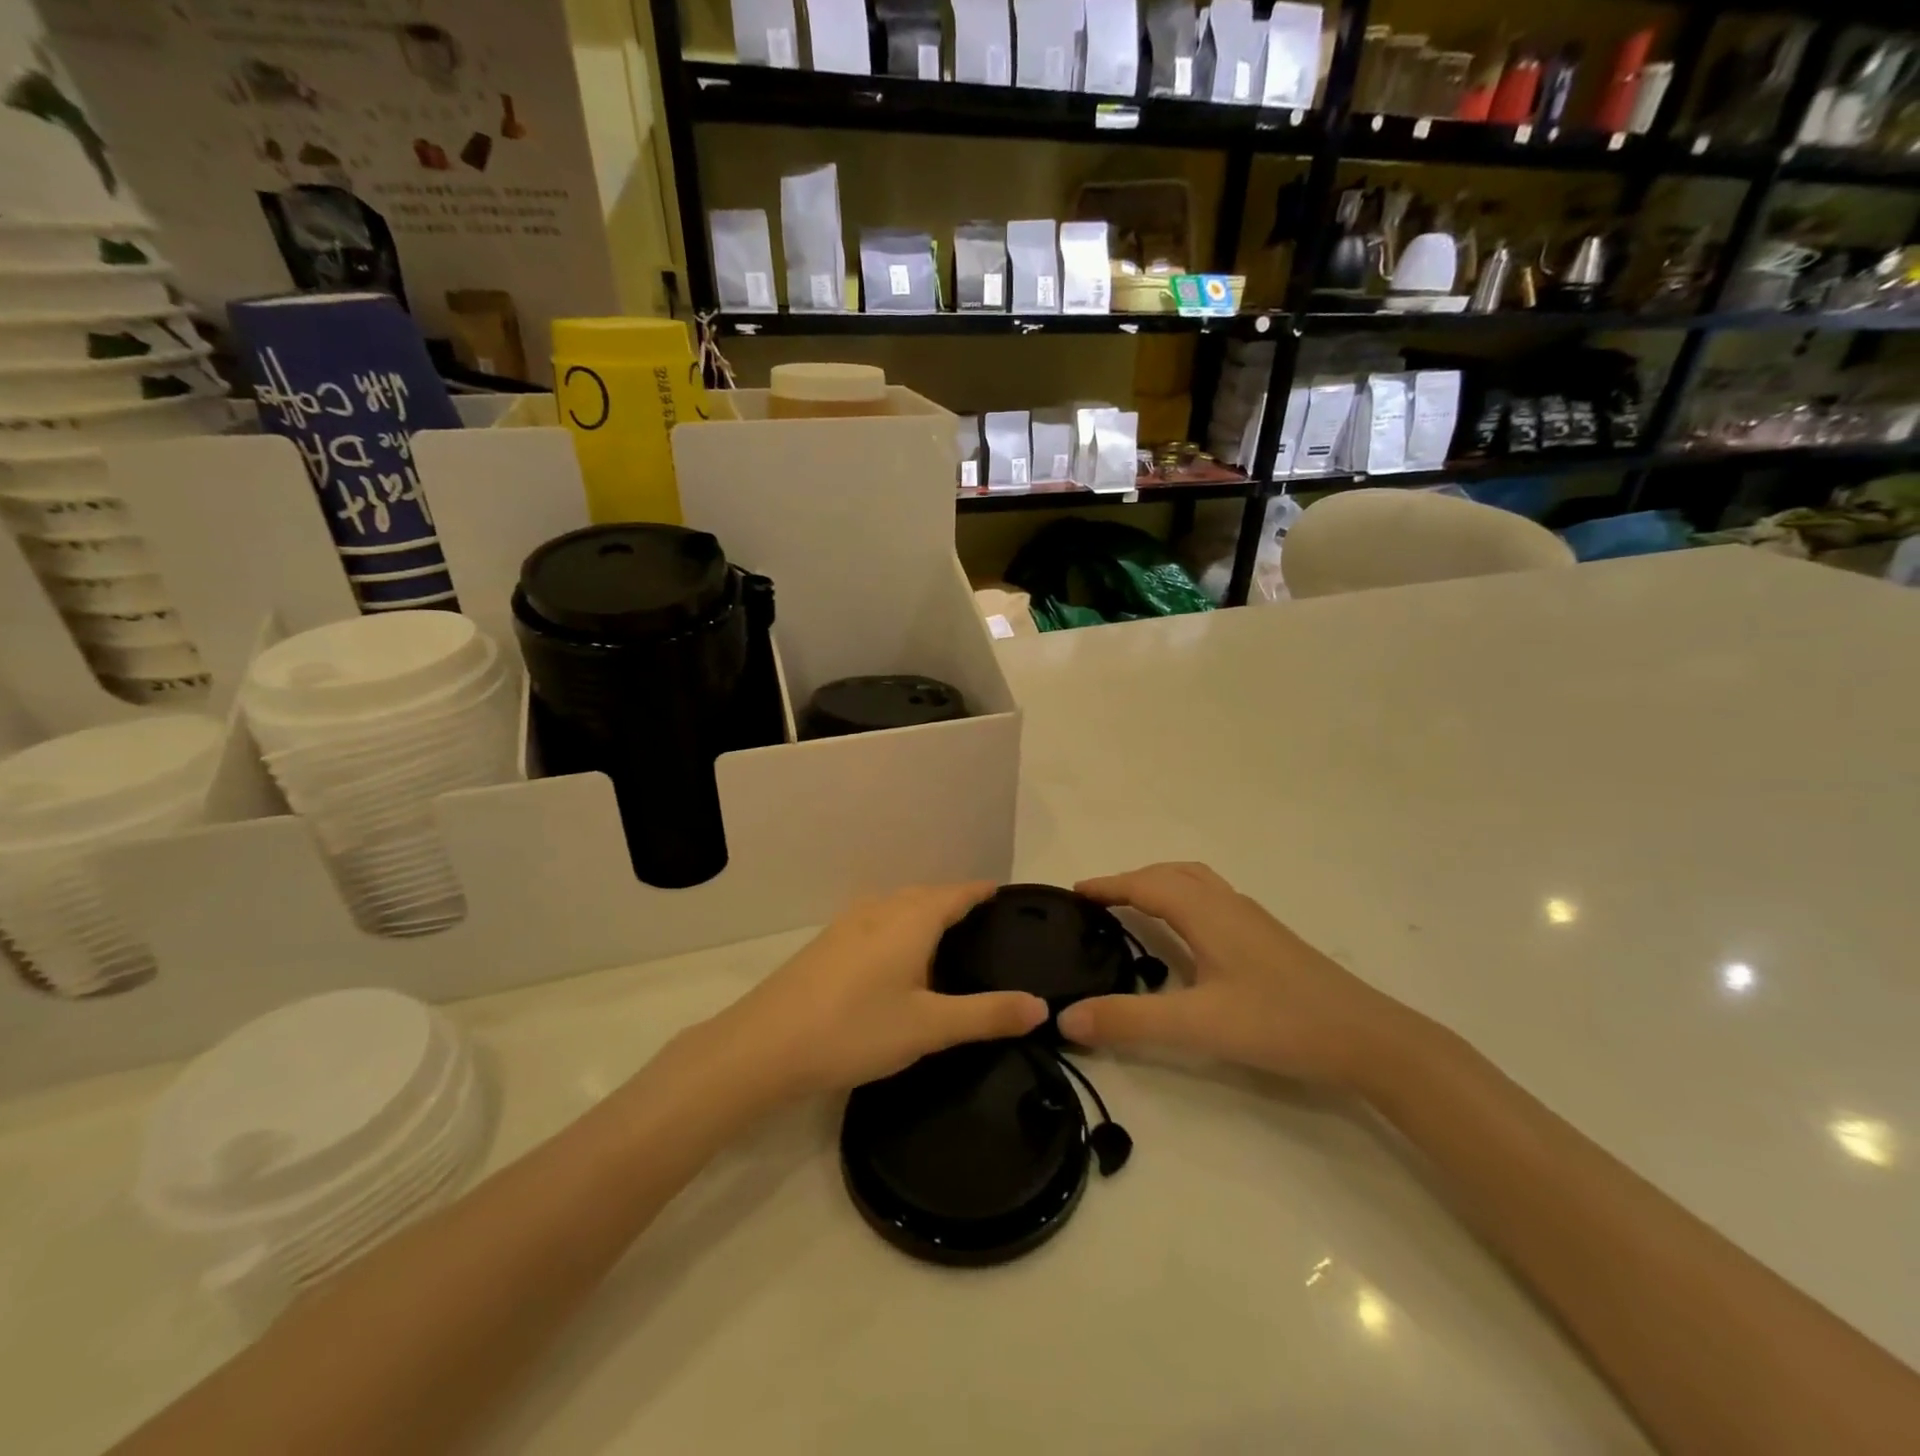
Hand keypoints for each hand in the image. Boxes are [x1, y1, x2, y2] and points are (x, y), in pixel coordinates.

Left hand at [707, 883, 1048, 1099]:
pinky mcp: (826, 944)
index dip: (980, 891)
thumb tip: (1041, 1006)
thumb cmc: (855, 1029)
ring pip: (896, 905)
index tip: (1003, 893)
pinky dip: (897, 925)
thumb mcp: (929, 1028)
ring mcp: (847, 925)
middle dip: (953, 900)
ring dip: (922, 910)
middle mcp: (879, 911)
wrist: (765, 1045)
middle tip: (981, 919)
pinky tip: (893, 956)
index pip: (955, 894)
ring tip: (942, 934)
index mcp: (910, 920)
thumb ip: (986, 1015)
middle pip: (925, 894)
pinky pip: (875, 920)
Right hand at [1056, 863, 1416, 1089]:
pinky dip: (1184, 899)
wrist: (1368, 1038)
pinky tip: (1189, 934)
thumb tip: (1065, 1017)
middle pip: (1170, 874)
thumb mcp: (1197, 1024)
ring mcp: (1253, 920)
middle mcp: (1228, 904)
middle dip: (1131, 880)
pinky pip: (1213, 899)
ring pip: (1196, 883)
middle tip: (1099, 902)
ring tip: (1136, 906)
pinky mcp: (1269, 938)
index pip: (1145, 884)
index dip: (1108, 885)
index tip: (1074, 892)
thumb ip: (1129, 1020)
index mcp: (1206, 913)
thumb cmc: (1280, 1022)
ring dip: (1160, 884)